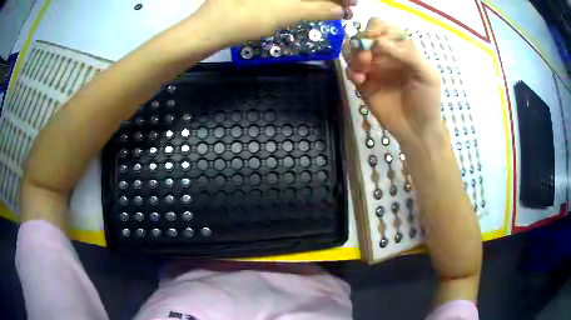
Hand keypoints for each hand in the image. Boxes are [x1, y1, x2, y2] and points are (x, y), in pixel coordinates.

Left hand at [196, 0, 355, 45]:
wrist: (207, 32)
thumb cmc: (242, 19)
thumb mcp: (283, 13)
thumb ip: (315, 9)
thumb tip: (340, 10)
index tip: (353, 3)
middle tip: (348, 7)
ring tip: (337, 9)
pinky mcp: (260, 0)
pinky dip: (304, 2)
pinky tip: (315, 8)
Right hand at [345, 18, 442, 148]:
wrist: (417, 130)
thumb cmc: (427, 101)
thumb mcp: (427, 74)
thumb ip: (408, 54)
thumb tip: (379, 42)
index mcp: (400, 48)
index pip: (381, 27)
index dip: (375, 29)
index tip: (375, 41)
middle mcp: (384, 55)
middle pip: (362, 36)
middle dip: (360, 42)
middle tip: (367, 58)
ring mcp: (372, 69)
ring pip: (351, 51)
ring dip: (352, 55)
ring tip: (362, 70)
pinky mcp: (363, 84)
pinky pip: (349, 71)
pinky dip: (351, 72)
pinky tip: (360, 81)